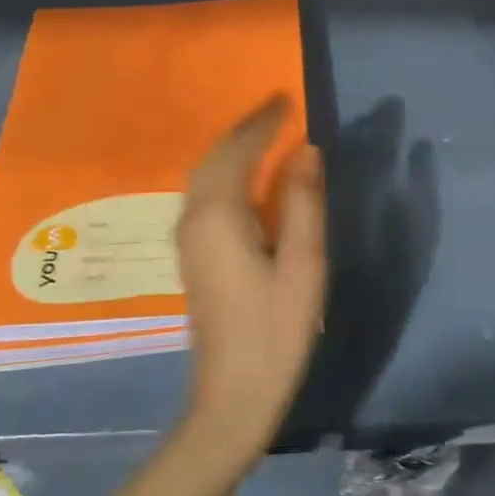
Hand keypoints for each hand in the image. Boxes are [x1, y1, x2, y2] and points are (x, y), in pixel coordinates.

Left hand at [175, 97, 326, 460]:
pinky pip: (205, 195)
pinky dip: (225, 172)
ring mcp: (187, 240)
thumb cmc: (274, 332)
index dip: (262, 123)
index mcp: (218, 218)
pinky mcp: (193, 256)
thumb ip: (302, 203)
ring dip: (232, 149)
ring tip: (266, 134)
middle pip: (213, 159)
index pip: (236, 152)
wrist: (232, 397)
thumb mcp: (302, 265)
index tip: (285, 98)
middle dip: (243, 130)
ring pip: (204, 176)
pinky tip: (247, 178)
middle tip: (277, 110)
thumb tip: (306, 151)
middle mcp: (192, 220)